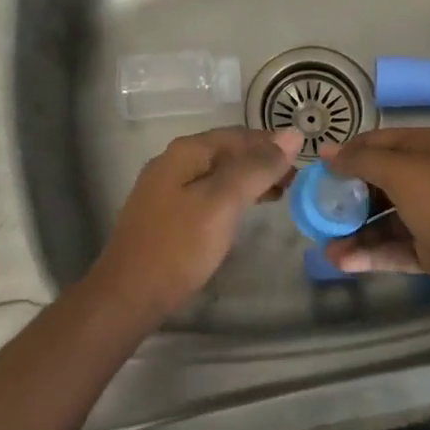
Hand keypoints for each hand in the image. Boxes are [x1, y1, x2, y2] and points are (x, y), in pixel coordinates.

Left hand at [92, 127, 301, 318]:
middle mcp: (173, 161)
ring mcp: (165, 188)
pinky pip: (206, 193)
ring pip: (216, 173)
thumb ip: (256, 168)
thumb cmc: (178, 247)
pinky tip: (242, 212)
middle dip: (261, 162)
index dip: (271, 144)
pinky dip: (230, 196)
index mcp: (186, 151)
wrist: (126, 296)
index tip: (303, 162)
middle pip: (226, 151)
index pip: (238, 135)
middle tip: (294, 183)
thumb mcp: (223, 203)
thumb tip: (293, 134)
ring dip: (248, 180)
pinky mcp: (164, 214)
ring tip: (277, 196)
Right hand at [320, 128, 429, 314]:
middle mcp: (425, 176)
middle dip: (345, 197)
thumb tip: (328, 153)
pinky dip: (370, 254)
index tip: (314, 172)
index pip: (374, 143)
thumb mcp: (403, 173)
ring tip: (324, 247)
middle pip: (375, 182)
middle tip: (315, 213)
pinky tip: (343, 263)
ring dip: (354, 232)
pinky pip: (394, 248)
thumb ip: (362, 161)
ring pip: (382, 219)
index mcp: (422, 148)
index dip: (344, 155)